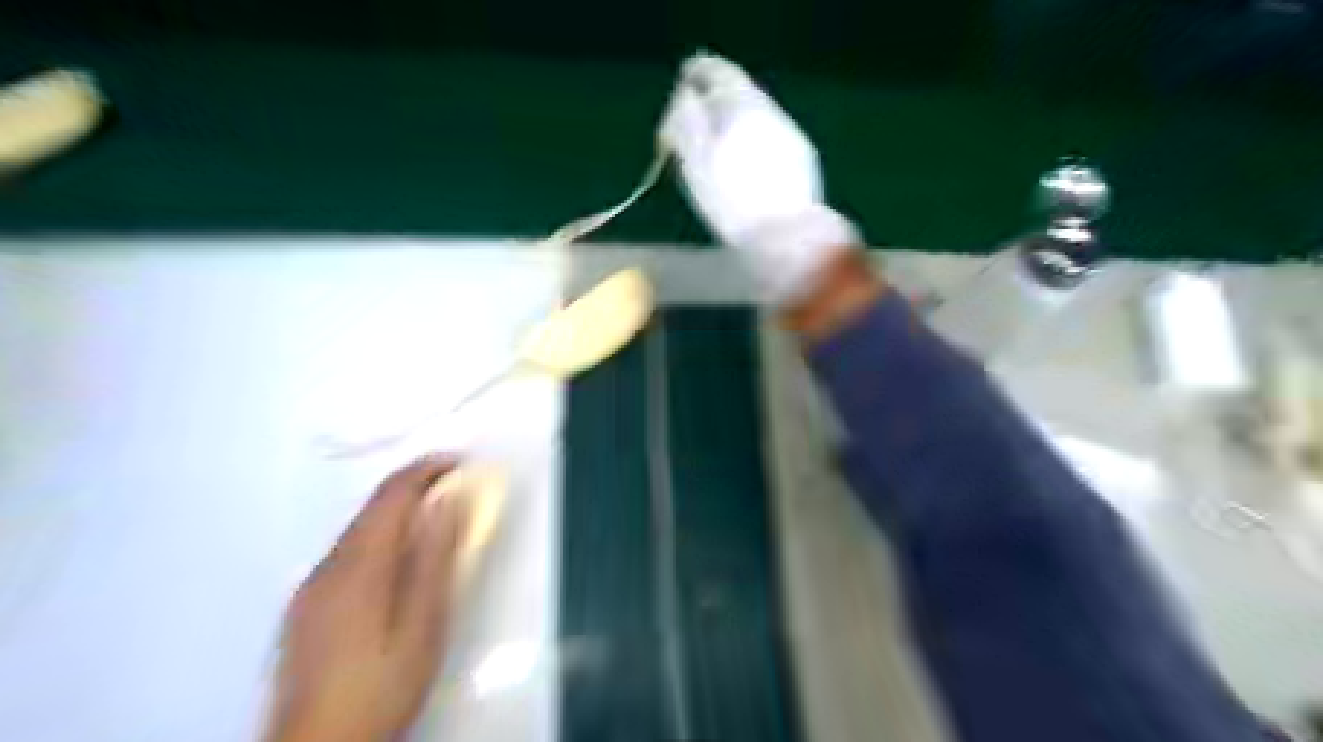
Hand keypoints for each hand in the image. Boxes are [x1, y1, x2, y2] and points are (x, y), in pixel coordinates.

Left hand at [265, 455, 472, 741]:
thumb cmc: (382, 684)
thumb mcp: (424, 622)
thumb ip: (435, 557)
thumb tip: (450, 500)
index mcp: (358, 565)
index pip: (392, 494)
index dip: (427, 469)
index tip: (462, 461)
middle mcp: (327, 566)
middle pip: (372, 508)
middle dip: (416, 487)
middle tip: (458, 488)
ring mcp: (310, 588)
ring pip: (359, 530)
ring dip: (399, 513)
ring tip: (437, 521)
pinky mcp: (305, 608)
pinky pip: (348, 553)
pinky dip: (380, 539)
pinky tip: (398, 563)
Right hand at [658, 53, 858, 301]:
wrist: (786, 237)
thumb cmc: (732, 201)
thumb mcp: (695, 161)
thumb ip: (687, 122)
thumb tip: (685, 97)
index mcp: (743, 106)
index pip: (719, 72)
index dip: (698, 72)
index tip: (685, 78)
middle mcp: (771, 113)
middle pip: (741, 92)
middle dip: (716, 99)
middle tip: (695, 117)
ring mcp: (791, 136)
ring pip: (757, 116)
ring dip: (735, 121)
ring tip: (717, 144)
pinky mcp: (803, 161)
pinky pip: (770, 137)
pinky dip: (753, 139)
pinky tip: (746, 163)